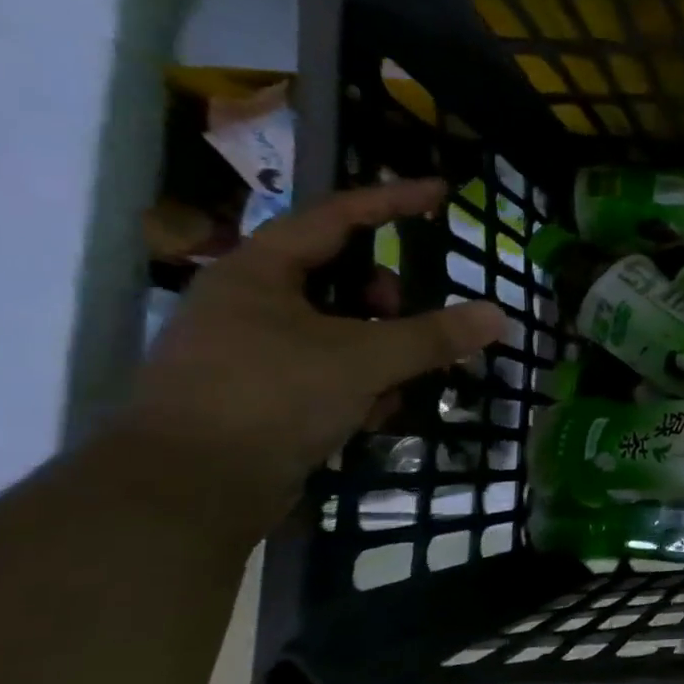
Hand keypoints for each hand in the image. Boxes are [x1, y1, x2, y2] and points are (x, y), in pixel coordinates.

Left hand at [122, 180, 507, 525]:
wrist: (186, 490)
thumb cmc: (271, 398)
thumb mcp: (364, 359)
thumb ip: (434, 335)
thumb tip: (497, 315)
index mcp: (259, 273)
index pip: (335, 217)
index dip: (391, 202)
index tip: (439, 192)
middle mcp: (250, 303)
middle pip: (340, 279)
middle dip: (386, 301)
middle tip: (410, 323)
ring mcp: (251, 351)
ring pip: (339, 331)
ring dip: (380, 352)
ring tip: (399, 385)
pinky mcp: (259, 395)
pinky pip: (327, 371)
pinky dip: (359, 385)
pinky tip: (374, 415)